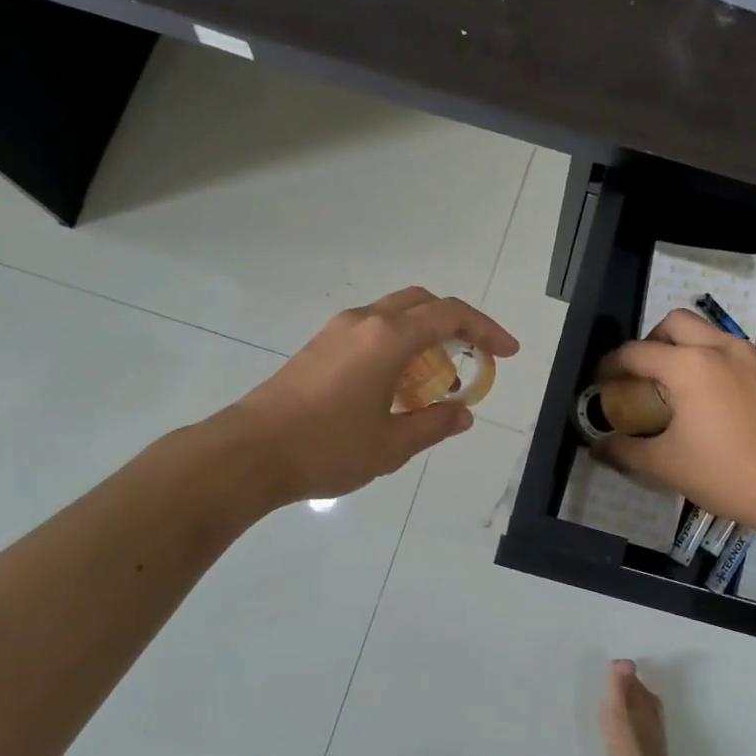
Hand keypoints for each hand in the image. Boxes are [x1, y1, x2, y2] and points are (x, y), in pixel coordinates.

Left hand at [231, 288, 517, 503]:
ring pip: (394, 314)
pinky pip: (372, 331)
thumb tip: (463, 413)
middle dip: (456, 323)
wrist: (248, 453)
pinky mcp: (319, 346)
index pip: (450, 316)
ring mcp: (337, 331)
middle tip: (475, 356)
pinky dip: (398, 344)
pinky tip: (397, 384)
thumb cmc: (327, 448)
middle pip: (422, 303)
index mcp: (388, 338)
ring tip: (437, 379)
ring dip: (425, 335)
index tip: (507, 353)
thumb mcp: (392, 445)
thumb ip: (434, 424)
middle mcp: (364, 322)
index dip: (486, 330)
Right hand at [596, 309, 755, 532]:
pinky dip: (709, 360)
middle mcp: (719, 348)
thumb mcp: (665, 465)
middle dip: (650, 342)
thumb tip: (597, 447)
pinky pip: (729, 350)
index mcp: (688, 365)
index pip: (636, 352)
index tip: (600, 383)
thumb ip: (624, 451)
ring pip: (706, 332)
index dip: (611, 366)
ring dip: (682, 347)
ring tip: (673, 386)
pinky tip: (708, 399)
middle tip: (641, 375)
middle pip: (674, 323)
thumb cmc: (726, 473)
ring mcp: (750, 357)